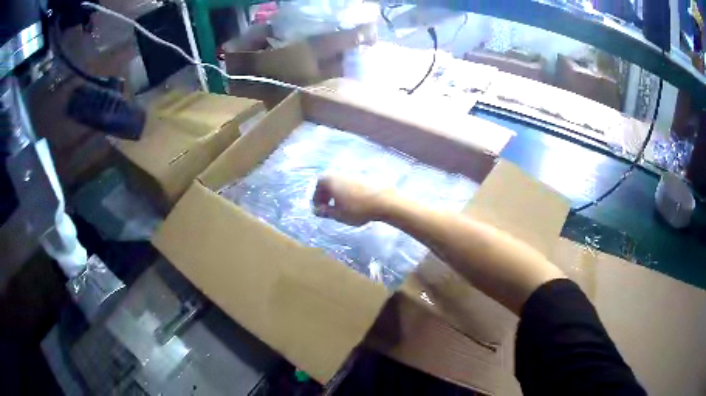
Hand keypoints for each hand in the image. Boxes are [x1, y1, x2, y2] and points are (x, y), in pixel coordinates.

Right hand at [312, 175, 392, 225]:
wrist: (384, 201)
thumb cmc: (357, 208)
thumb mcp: (338, 215)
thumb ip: (325, 212)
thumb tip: (318, 210)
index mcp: (329, 179)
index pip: (317, 188)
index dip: (316, 200)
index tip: (319, 211)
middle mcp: (338, 173)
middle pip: (327, 183)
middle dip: (325, 196)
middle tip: (327, 209)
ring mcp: (351, 173)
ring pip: (338, 183)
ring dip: (336, 194)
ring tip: (340, 208)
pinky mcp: (363, 176)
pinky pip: (349, 184)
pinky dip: (346, 192)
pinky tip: (352, 203)